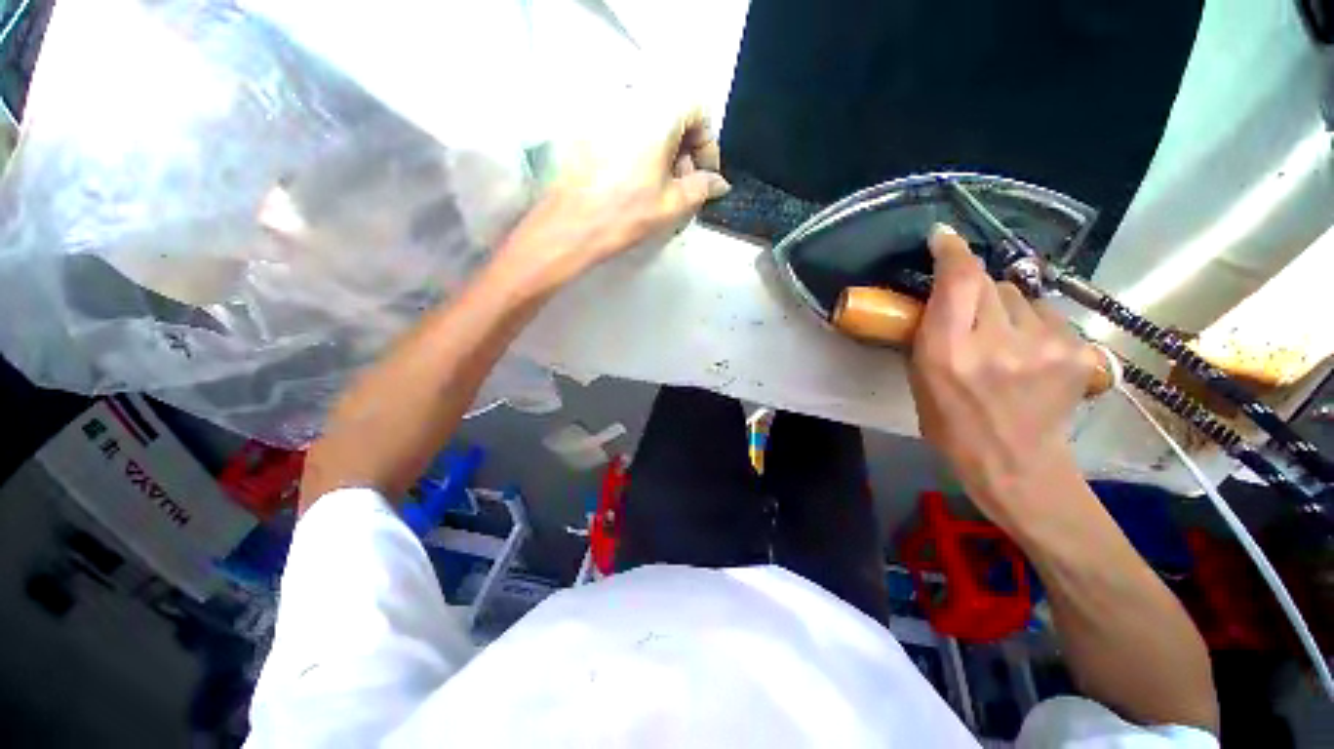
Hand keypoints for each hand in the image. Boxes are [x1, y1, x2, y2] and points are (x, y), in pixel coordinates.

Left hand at [492, 105, 729, 297]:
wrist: (570, 226)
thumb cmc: (626, 214)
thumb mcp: (672, 205)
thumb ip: (702, 188)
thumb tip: (720, 183)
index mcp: (658, 113)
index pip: (697, 110)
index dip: (707, 145)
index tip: (703, 175)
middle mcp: (631, 101)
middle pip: (672, 114)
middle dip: (685, 149)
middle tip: (683, 185)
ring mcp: (605, 112)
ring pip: (648, 123)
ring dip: (663, 150)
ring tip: (659, 188)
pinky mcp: (588, 127)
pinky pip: (625, 130)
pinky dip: (639, 150)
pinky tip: (634, 181)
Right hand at [909, 224, 1088, 526]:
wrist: (1017, 463)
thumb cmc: (952, 425)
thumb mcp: (921, 380)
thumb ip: (930, 334)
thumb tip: (940, 297)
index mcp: (949, 353)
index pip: (957, 281)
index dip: (952, 251)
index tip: (943, 236)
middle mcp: (998, 342)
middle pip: (990, 281)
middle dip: (973, 283)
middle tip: (967, 305)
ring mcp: (1046, 345)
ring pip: (1021, 295)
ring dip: (1005, 305)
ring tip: (1001, 336)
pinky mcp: (1077, 351)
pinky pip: (1047, 314)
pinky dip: (1031, 322)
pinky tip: (1028, 349)